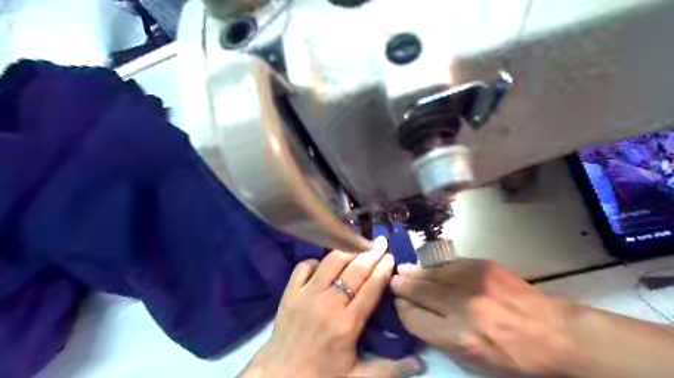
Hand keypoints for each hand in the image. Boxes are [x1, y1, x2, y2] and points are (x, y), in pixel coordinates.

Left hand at [240, 238, 422, 376]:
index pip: (371, 287)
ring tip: (359, 244)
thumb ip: (390, 369)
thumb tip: (421, 364)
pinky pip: (305, 265)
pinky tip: (324, 264)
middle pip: (355, 270)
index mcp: (348, 323)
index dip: (383, 269)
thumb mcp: (357, 377)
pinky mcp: (291, 291)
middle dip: (371, 253)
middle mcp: (329, 303)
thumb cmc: (321, 375)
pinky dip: (317, 261)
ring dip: (347, 250)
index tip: (390, 256)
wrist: (279, 376)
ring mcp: (307, 294)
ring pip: (331, 261)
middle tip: (381, 242)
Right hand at [390, 260, 573, 377]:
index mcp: (457, 336)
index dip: (402, 309)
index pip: (413, 317)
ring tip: (403, 269)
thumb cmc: (512, 355)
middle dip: (401, 285)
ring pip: (430, 273)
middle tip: (393, 280)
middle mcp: (460, 306)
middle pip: (418, 290)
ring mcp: (472, 282)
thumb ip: (439, 336)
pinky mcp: (482, 266)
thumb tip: (416, 314)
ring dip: (414, 272)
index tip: (399, 303)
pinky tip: (429, 267)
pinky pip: (448, 264)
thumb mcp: (472, 360)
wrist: (553, 332)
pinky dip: (435, 267)